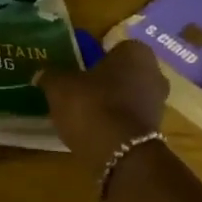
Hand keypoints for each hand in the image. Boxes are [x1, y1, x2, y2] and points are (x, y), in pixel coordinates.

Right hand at [38, 40, 168, 174]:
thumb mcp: (60, 87)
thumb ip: (51, 76)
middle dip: (104, 80)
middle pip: (124, 72)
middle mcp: (154, 72)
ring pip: (128, 95)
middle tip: (79, 89)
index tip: (77, 68)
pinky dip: (115, 122)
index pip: (114, 46)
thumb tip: (42, 74)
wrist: (121, 154)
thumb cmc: (92, 106)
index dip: (94, 57)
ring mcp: (158, 103)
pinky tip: (95, 130)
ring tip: (84, 112)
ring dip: (111, 102)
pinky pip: (129, 118)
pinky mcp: (154, 130)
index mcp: (135, 52)